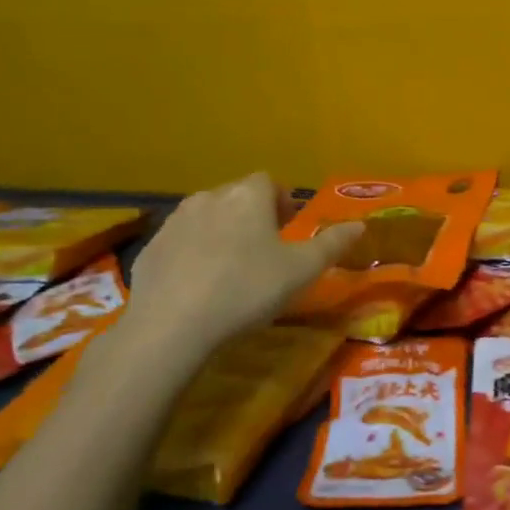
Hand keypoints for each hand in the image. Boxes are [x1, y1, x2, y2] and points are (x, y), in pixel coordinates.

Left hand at [119, 174, 362, 357]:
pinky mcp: (149, 249)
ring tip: (231, 271)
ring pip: (206, 218)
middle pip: (236, 197)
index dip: (282, 203)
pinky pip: (180, 244)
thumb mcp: (302, 271)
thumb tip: (359, 225)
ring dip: (221, 234)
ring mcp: (174, 222)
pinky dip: (192, 256)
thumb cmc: (247, 289)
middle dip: (252, 217)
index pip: (268, 183)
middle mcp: (209, 197)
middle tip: (264, 253)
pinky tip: (198, 287)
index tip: (288, 230)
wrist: (171, 326)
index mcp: (247, 196)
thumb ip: (332, 244)